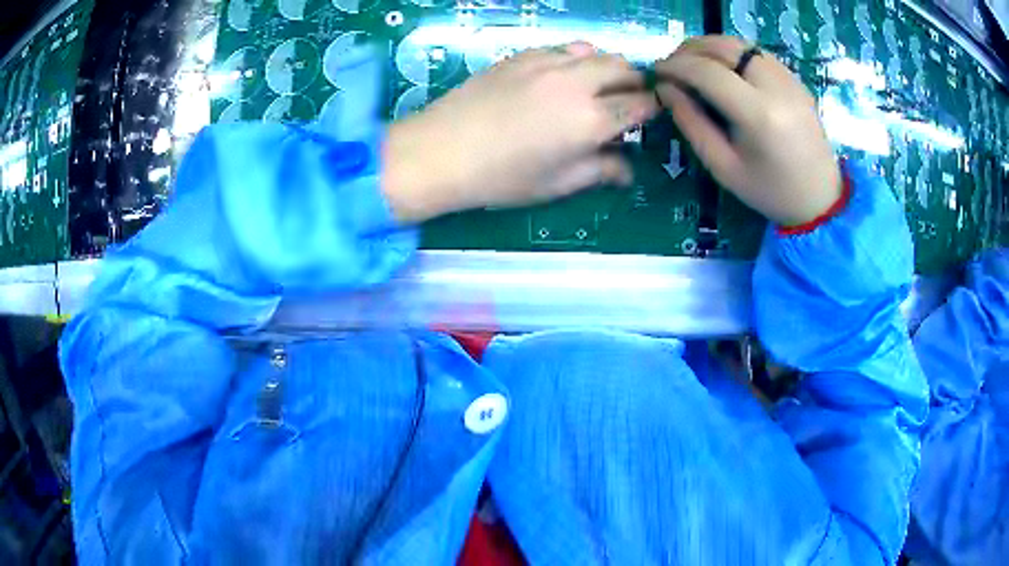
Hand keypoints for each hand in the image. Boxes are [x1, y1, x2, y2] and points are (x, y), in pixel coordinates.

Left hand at [383, 43, 658, 223]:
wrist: (441, 150)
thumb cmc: (501, 177)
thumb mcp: (557, 183)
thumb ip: (600, 171)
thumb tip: (627, 169)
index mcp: (590, 120)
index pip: (639, 105)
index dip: (650, 110)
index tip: (648, 118)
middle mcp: (576, 83)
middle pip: (623, 68)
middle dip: (634, 83)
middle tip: (625, 101)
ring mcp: (547, 63)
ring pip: (595, 51)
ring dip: (606, 66)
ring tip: (596, 86)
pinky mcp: (522, 54)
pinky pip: (563, 48)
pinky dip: (575, 59)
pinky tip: (561, 77)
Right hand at [654, 36, 840, 226]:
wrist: (820, 198)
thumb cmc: (769, 191)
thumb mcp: (723, 167)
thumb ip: (691, 123)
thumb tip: (665, 88)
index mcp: (759, 115)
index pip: (707, 71)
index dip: (677, 66)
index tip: (657, 72)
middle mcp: (776, 87)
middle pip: (724, 47)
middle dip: (690, 49)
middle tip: (672, 65)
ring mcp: (789, 79)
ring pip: (740, 44)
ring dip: (710, 47)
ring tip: (693, 63)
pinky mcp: (796, 79)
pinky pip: (757, 53)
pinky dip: (732, 53)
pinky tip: (723, 69)